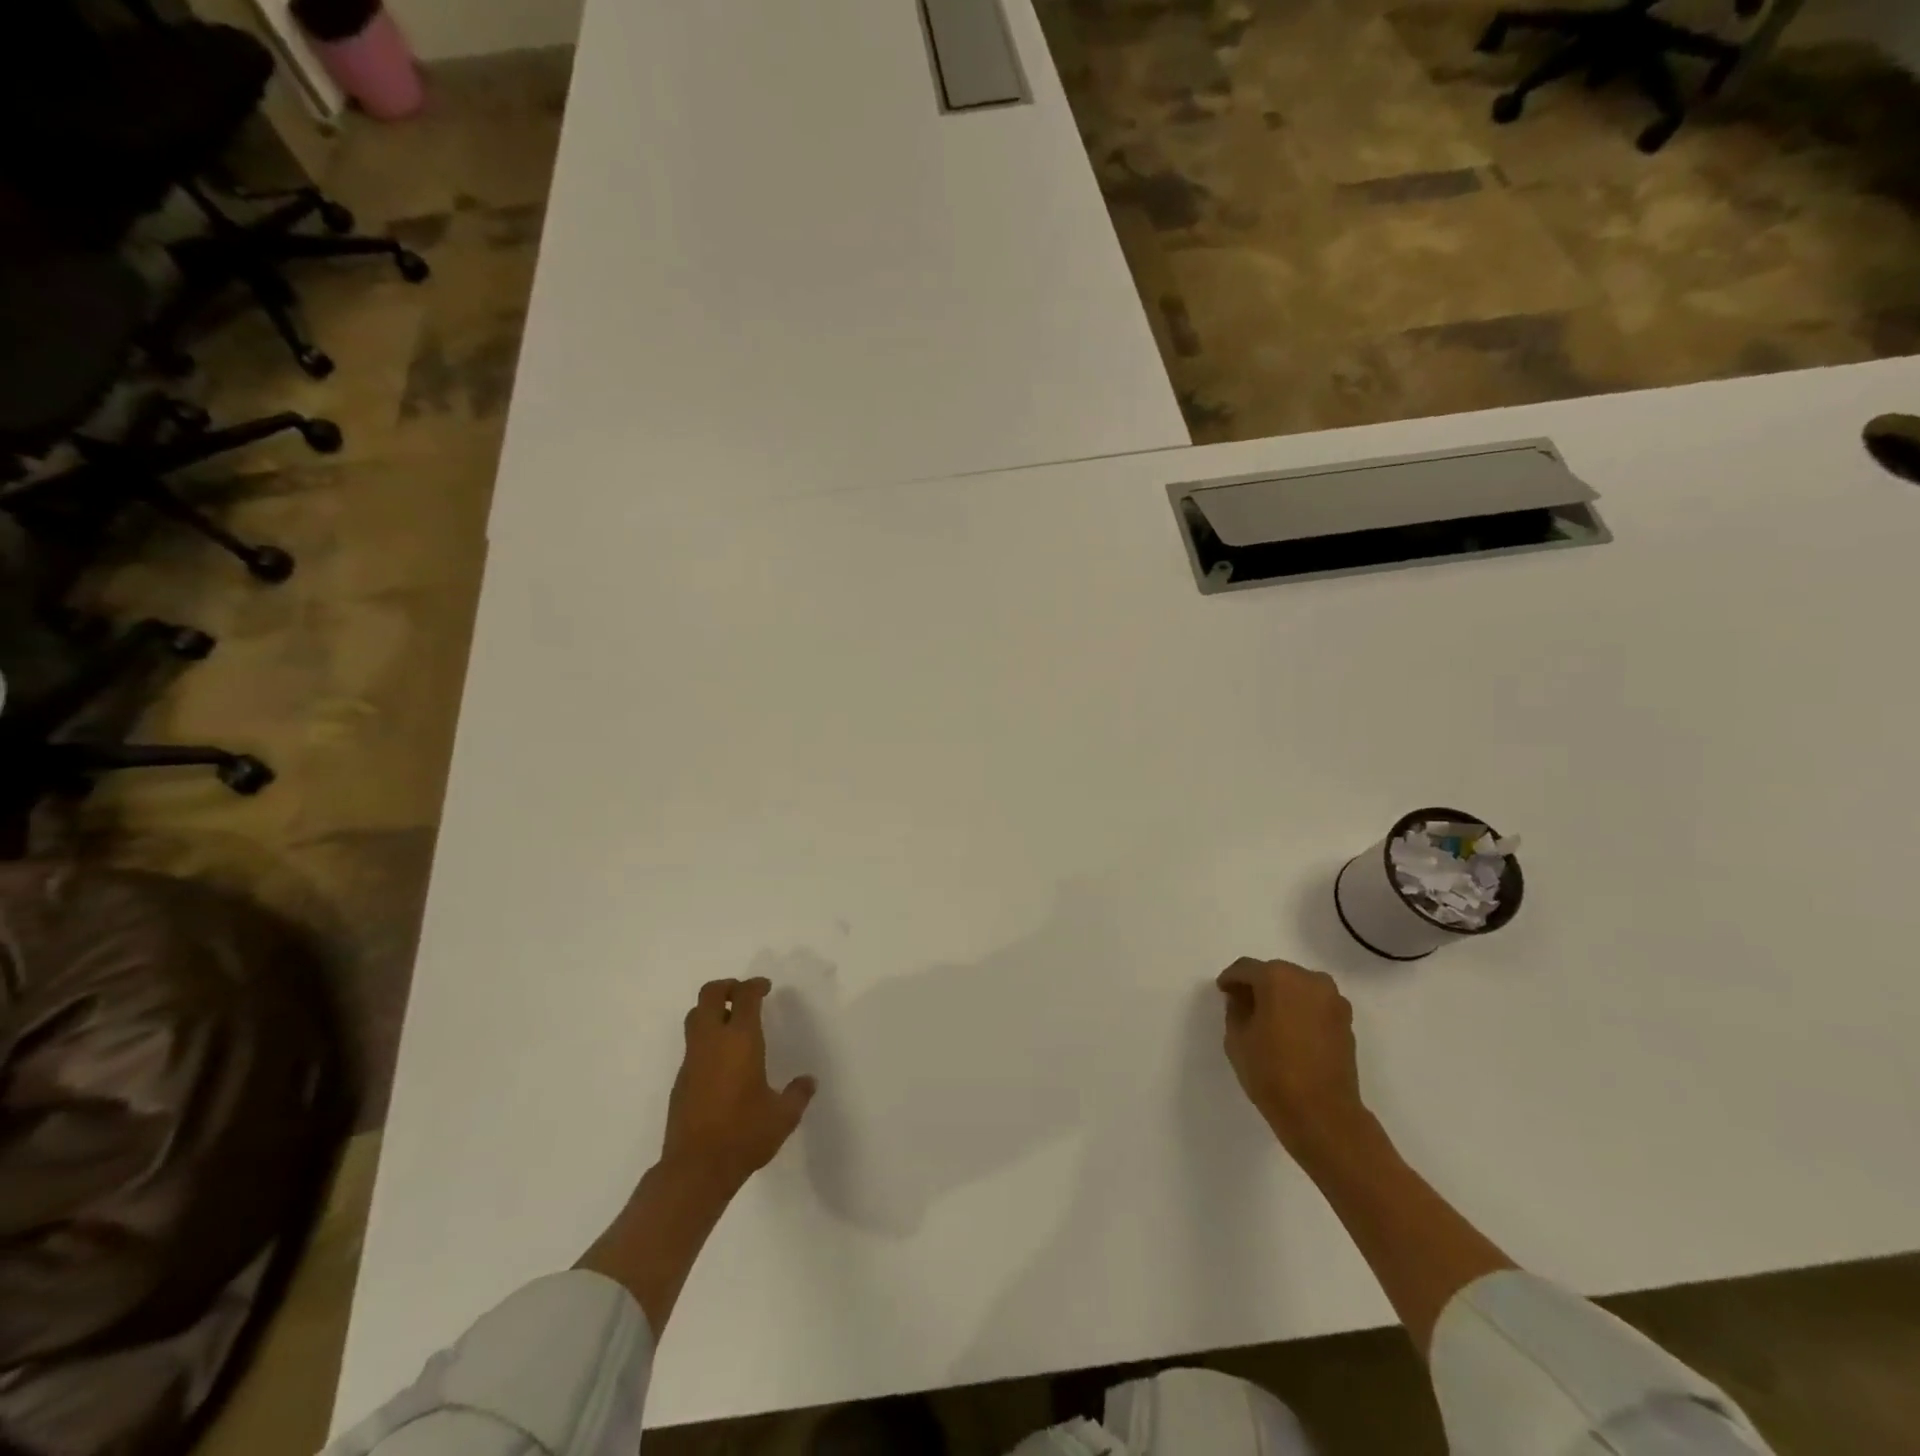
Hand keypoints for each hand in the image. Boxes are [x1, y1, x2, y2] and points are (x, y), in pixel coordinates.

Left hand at [661, 977, 815, 1194]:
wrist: (695, 1169)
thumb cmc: (744, 1134)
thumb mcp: (783, 1116)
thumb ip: (798, 1094)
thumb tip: (808, 1081)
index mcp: (740, 1040)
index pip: (744, 996)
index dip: (755, 985)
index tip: (765, 987)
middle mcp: (712, 1041)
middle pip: (709, 994)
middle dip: (726, 986)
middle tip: (743, 994)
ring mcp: (692, 1059)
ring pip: (695, 1017)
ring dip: (712, 1010)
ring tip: (731, 1022)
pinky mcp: (681, 1079)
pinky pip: (692, 1044)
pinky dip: (706, 1038)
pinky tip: (722, 1060)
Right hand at [1216, 957, 1371, 1158]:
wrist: (1322, 1113)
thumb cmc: (1271, 1071)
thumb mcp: (1236, 1038)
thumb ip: (1236, 1009)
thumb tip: (1242, 999)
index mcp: (1277, 977)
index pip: (1246, 968)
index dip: (1231, 979)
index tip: (1223, 991)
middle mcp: (1308, 979)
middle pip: (1275, 973)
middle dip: (1258, 985)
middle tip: (1243, 1004)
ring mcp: (1332, 1000)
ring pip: (1298, 988)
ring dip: (1282, 997)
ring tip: (1269, 1018)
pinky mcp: (1346, 1021)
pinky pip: (1315, 1005)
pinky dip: (1301, 1011)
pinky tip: (1291, 1031)